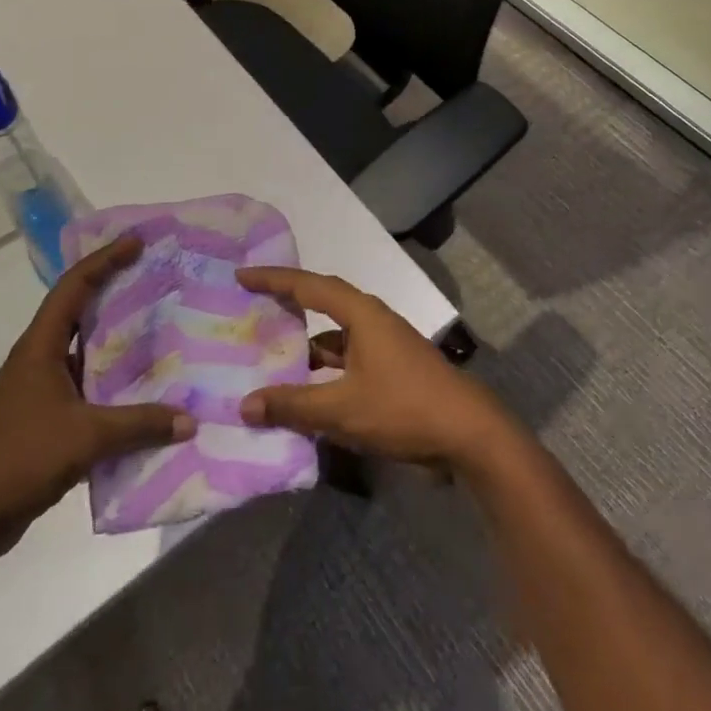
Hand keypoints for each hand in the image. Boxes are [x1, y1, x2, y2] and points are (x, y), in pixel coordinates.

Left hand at [0, 235, 192, 562]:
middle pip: (79, 311)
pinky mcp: (43, 419)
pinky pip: (85, 387)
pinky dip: (111, 384)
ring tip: (158, 331)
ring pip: (83, 351)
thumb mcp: (86, 437)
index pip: (74, 286)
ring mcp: (39, 390)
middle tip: (155, 281)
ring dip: (115, 341)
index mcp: (40, 346)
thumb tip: (189, 421)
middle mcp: (38, 358)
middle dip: (114, 292)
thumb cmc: (20, 458)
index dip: (105, 260)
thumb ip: (139, 425)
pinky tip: (140, 393)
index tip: (137, 243)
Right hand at [235, 267, 516, 472]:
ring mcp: (383, 345)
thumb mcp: (342, 408)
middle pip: (320, 304)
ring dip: (305, 348)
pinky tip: (304, 394)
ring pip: (333, 338)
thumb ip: (293, 405)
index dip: (273, 279)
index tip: (242, 275)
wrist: (468, 434)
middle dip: (287, 306)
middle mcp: (371, 320)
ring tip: (268, 358)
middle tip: (251, 309)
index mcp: (360, 313)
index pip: (308, 285)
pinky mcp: (390, 370)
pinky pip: (346, 361)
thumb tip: (245, 404)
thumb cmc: (403, 407)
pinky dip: (323, 372)